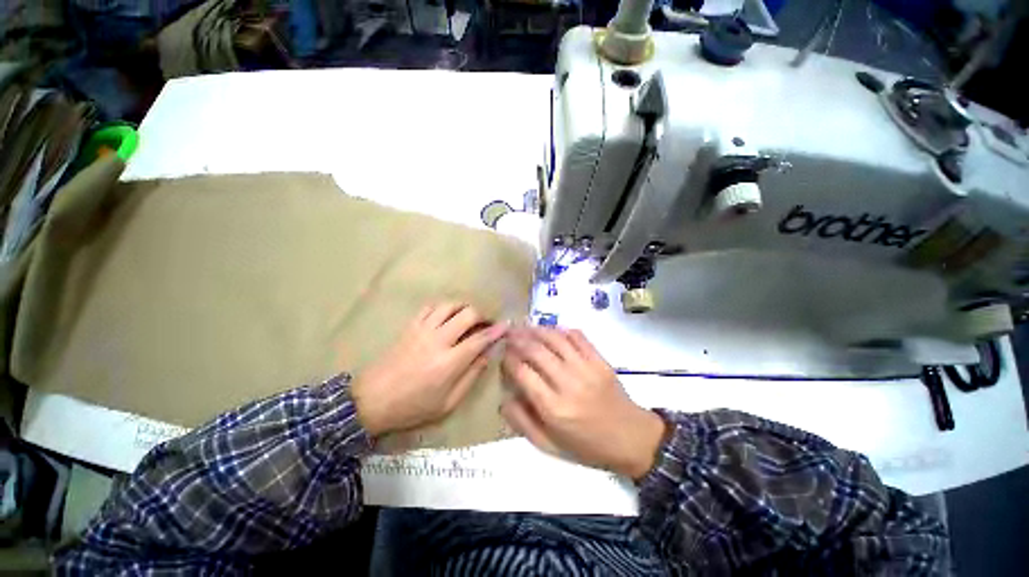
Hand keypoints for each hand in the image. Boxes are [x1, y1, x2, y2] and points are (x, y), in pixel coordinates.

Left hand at [352, 302, 506, 436]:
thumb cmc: (413, 407)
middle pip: (467, 314)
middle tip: (487, 323)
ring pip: (449, 305)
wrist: (371, 401)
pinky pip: (430, 307)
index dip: (496, 331)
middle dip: (483, 315)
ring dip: (464, 307)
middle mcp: (438, 340)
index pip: (480, 339)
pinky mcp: (410, 327)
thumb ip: (470, 377)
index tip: (506, 326)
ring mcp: (422, 330)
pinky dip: (444, 307)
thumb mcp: (447, 403)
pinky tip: (447, 315)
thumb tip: (486, 355)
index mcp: (449, 362)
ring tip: (469, 317)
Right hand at [501, 327, 666, 479]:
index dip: (509, 359)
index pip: (523, 373)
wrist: (631, 438)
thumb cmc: (587, 446)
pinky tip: (551, 330)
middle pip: (536, 351)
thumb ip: (523, 422)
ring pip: (555, 339)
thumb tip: (503, 399)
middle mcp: (568, 383)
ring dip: (536, 330)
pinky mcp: (600, 360)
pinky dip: (561, 330)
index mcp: (553, 408)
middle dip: (518, 339)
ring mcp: (586, 368)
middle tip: (507, 334)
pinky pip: (577, 337)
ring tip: (524, 327)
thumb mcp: (549, 446)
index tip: (502, 354)